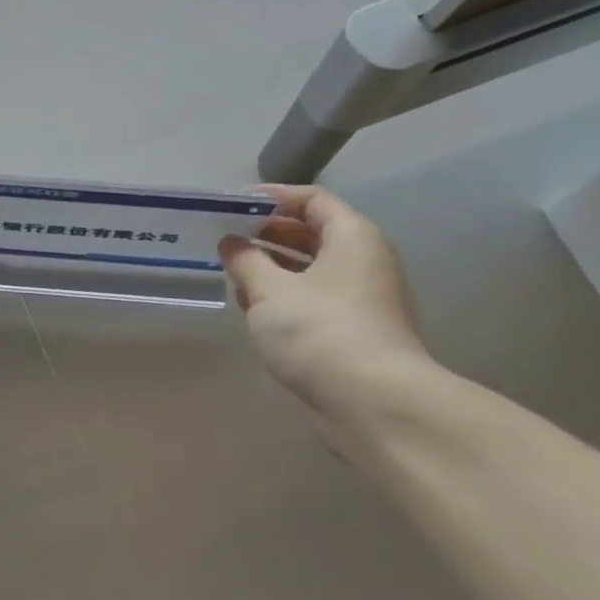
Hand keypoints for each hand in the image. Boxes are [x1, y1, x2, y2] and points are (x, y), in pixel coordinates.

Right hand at [219, 184, 429, 404]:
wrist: (372, 403)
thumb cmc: (320, 331)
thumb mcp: (270, 290)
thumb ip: (245, 260)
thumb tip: (230, 242)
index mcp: (352, 237)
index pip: (312, 199)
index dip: (272, 197)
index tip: (234, 205)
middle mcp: (363, 261)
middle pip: (312, 233)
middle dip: (267, 234)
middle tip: (226, 239)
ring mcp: (361, 299)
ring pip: (310, 270)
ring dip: (272, 268)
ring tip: (232, 273)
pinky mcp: (352, 332)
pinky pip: (313, 300)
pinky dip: (284, 297)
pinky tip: (253, 308)